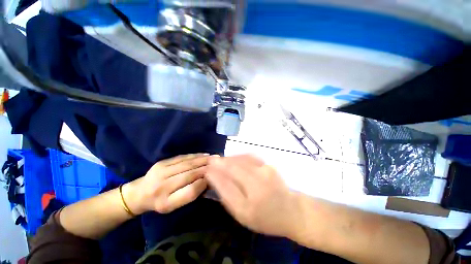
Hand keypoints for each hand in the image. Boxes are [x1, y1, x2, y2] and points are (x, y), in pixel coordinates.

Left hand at [124, 154, 209, 214]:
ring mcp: (161, 171)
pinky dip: (195, 155)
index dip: (204, 183)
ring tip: (215, 158)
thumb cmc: (159, 203)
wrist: (138, 194)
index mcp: (165, 202)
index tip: (214, 178)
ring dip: (203, 160)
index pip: (190, 191)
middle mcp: (162, 186)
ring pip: (187, 164)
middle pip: (189, 174)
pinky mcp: (162, 162)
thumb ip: (189, 195)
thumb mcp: (173, 207)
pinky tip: (204, 155)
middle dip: (206, 168)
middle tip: (219, 164)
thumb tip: (206, 181)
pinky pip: (182, 157)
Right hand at [206, 155, 299, 237]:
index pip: (227, 184)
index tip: (206, 170)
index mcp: (250, 203)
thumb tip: (215, 179)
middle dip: (220, 163)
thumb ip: (228, 196)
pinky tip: (233, 158)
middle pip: (234, 168)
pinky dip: (239, 156)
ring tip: (220, 160)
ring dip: (229, 158)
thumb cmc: (265, 217)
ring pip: (241, 160)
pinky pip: (250, 157)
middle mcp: (258, 184)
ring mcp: (265, 171)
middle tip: (210, 161)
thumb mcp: (243, 215)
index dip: (215, 175)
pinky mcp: (268, 165)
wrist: (290, 210)